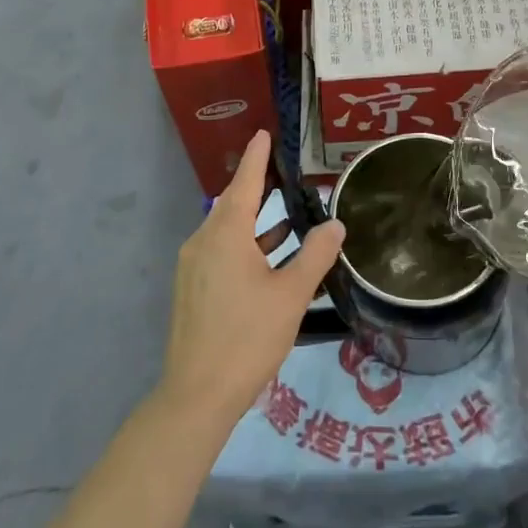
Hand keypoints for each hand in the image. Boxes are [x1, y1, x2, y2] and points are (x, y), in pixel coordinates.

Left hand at [158, 130, 343, 433]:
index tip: (264, 134)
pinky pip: (221, 252)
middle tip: (284, 168)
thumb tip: (335, 224)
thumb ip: (316, 255)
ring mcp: (194, 266)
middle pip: (233, 203)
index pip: (245, 183)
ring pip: (228, 231)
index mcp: (225, 234)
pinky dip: (247, 245)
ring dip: (256, 220)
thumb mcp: (291, 294)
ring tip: (287, 211)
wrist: (197, 394)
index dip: (258, 158)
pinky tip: (270, 256)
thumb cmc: (247, 337)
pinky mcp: (192, 289)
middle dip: (258, 186)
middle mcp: (203, 241)